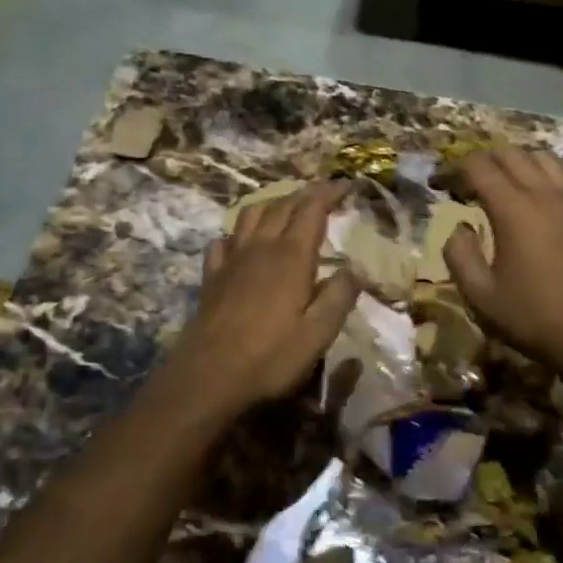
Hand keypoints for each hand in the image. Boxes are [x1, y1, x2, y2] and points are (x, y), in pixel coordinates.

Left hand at [168, 181, 359, 415]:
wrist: (207, 377)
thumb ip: (339, 297)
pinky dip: (237, 233)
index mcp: (291, 257)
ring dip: (272, 205)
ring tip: (286, 209)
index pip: (312, 210)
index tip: (345, 185)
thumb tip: (355, 269)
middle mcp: (261, 248)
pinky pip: (223, 241)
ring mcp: (232, 260)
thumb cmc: (270, 357)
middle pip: (282, 207)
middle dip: (305, 195)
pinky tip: (241, 242)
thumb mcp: (318, 334)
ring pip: (251, 215)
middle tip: (323, 194)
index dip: (329, 193)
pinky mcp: (211, 277)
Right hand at [444, 148, 562, 374]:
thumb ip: (459, 256)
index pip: (479, 167)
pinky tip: (535, 205)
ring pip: (542, 159)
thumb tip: (459, 229)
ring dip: (516, 163)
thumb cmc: (534, 318)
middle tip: (467, 184)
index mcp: (515, 209)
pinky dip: (542, 178)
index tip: (441, 182)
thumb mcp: (481, 296)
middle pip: (511, 154)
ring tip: (503, 186)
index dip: (455, 169)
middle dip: (483, 161)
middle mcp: (546, 194)